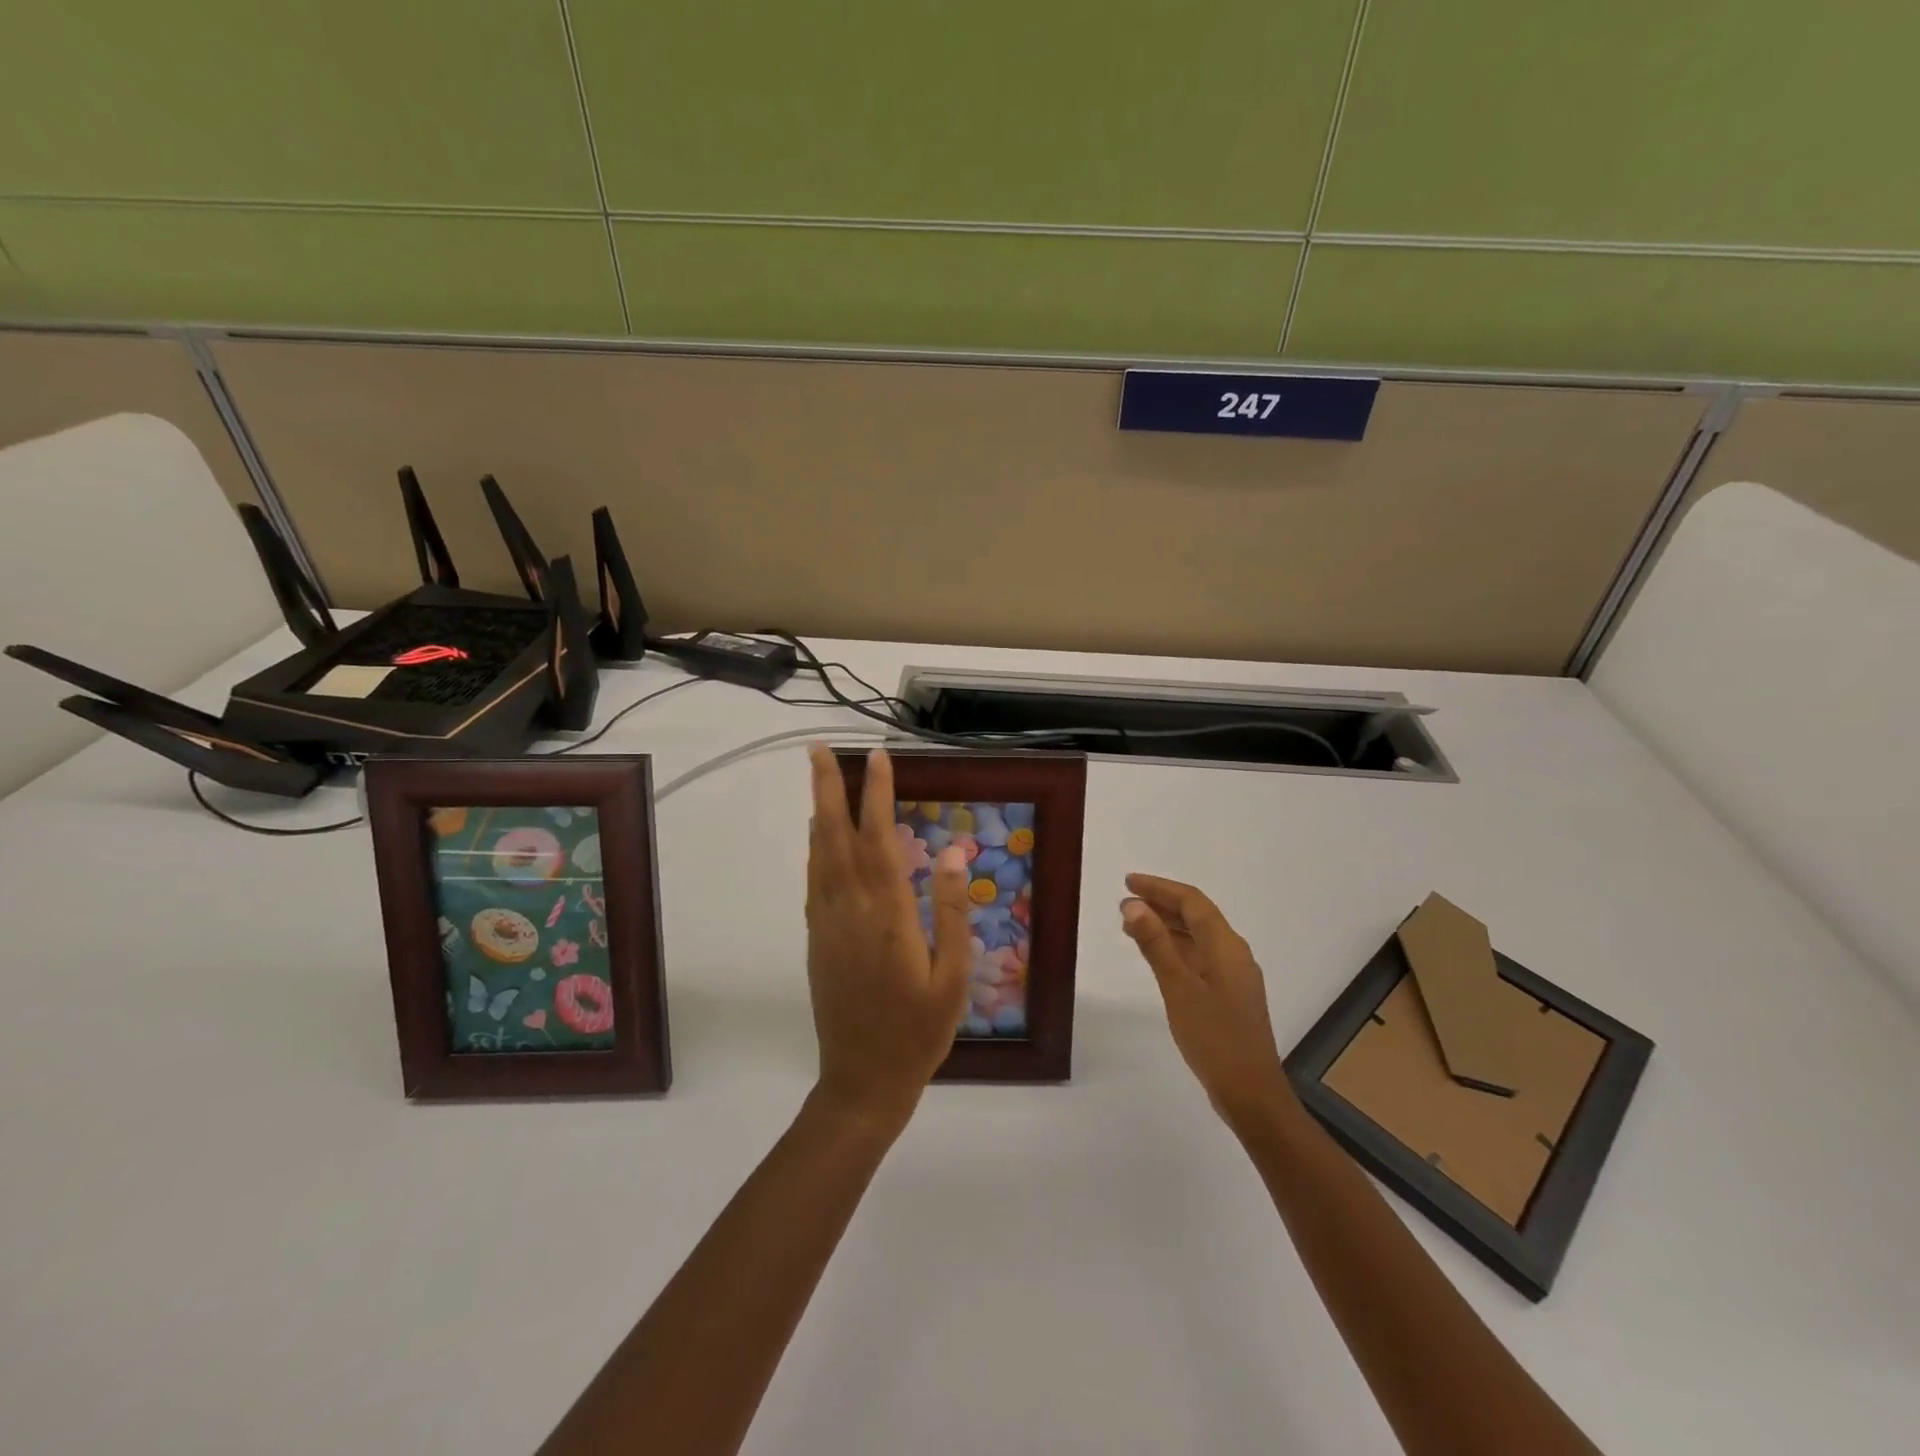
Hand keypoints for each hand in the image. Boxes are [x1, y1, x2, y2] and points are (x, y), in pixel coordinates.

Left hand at [805, 745, 971, 1130]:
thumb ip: (952, 913)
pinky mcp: (817, 940)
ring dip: (819, 813)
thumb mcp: (952, 977)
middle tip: (817, 750)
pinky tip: (819, 837)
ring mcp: (827, 925)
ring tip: (819, 779)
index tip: (879, 758)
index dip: (877, 795)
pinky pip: (814, 882)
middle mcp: (850, 911)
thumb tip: (955, 854)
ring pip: (819, 856)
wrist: (862, 1081)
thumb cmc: (919, 1032)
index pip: (880, 840)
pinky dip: (815, 850)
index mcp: (888, 917)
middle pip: (836, 837)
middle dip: (828, 789)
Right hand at [1121, 874, 1289, 1128]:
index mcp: (1226, 946)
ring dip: (1166, 926)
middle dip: (1161, 904)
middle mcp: (1233, 953)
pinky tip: (1156, 957)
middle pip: (1197, 916)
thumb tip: (1133, 904)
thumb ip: (1156, 944)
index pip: (1192, 902)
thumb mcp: (1178, 988)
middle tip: (1125, 902)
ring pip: (1197, 937)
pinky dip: (1175, 949)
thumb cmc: (1214, 1038)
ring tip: (1131, 925)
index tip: (1128, 882)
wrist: (1251, 1094)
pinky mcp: (1229, 995)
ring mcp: (1234, 976)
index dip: (1160, 888)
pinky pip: (1199, 957)